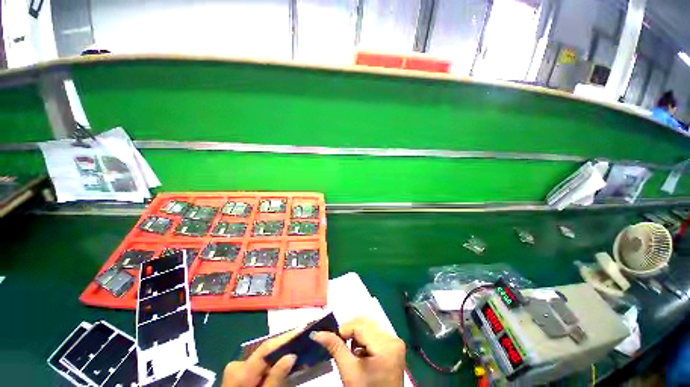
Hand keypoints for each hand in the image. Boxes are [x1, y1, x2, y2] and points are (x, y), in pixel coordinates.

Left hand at [222, 331, 297, 386]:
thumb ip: (275, 378)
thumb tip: (291, 355)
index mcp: (240, 371)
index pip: (266, 348)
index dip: (285, 338)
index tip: (302, 332)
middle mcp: (236, 365)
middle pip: (265, 353)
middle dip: (283, 350)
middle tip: (301, 349)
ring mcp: (235, 370)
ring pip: (262, 360)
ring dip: (278, 359)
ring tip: (295, 358)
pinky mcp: (236, 375)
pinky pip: (257, 366)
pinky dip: (270, 367)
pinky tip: (280, 368)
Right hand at [310, 318, 405, 386]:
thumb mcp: (348, 371)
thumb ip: (335, 347)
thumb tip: (317, 333)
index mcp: (385, 345)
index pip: (359, 325)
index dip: (343, 330)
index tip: (332, 339)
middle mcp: (393, 339)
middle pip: (365, 323)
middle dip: (350, 331)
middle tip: (341, 345)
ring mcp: (395, 342)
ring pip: (369, 326)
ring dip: (357, 335)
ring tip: (353, 353)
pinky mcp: (394, 346)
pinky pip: (375, 333)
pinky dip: (364, 339)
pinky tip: (361, 353)